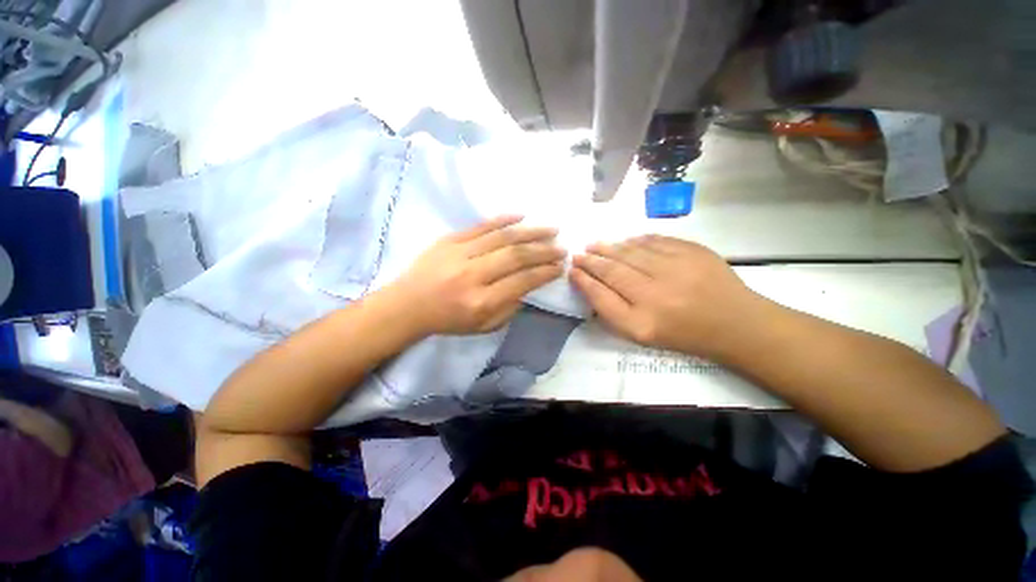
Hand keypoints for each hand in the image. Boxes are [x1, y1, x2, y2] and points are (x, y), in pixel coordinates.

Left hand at [389, 216, 565, 335]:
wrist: (408, 305)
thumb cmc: (448, 320)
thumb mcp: (483, 326)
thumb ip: (510, 308)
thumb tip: (528, 286)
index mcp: (482, 301)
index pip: (522, 281)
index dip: (545, 273)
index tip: (560, 267)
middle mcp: (473, 275)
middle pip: (516, 257)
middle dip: (544, 251)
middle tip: (561, 247)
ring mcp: (460, 253)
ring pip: (503, 237)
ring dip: (531, 232)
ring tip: (550, 229)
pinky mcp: (450, 240)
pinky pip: (481, 226)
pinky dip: (503, 219)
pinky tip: (521, 216)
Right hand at [570, 235, 766, 358]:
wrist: (735, 323)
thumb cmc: (683, 333)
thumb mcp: (642, 334)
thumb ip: (613, 311)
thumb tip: (591, 283)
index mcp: (642, 321)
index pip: (602, 295)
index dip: (584, 280)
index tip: (572, 270)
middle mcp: (655, 294)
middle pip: (613, 270)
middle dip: (591, 260)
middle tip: (579, 253)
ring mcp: (675, 269)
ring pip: (630, 252)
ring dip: (608, 247)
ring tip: (595, 244)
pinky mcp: (692, 251)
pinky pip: (654, 240)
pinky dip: (635, 239)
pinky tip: (625, 240)